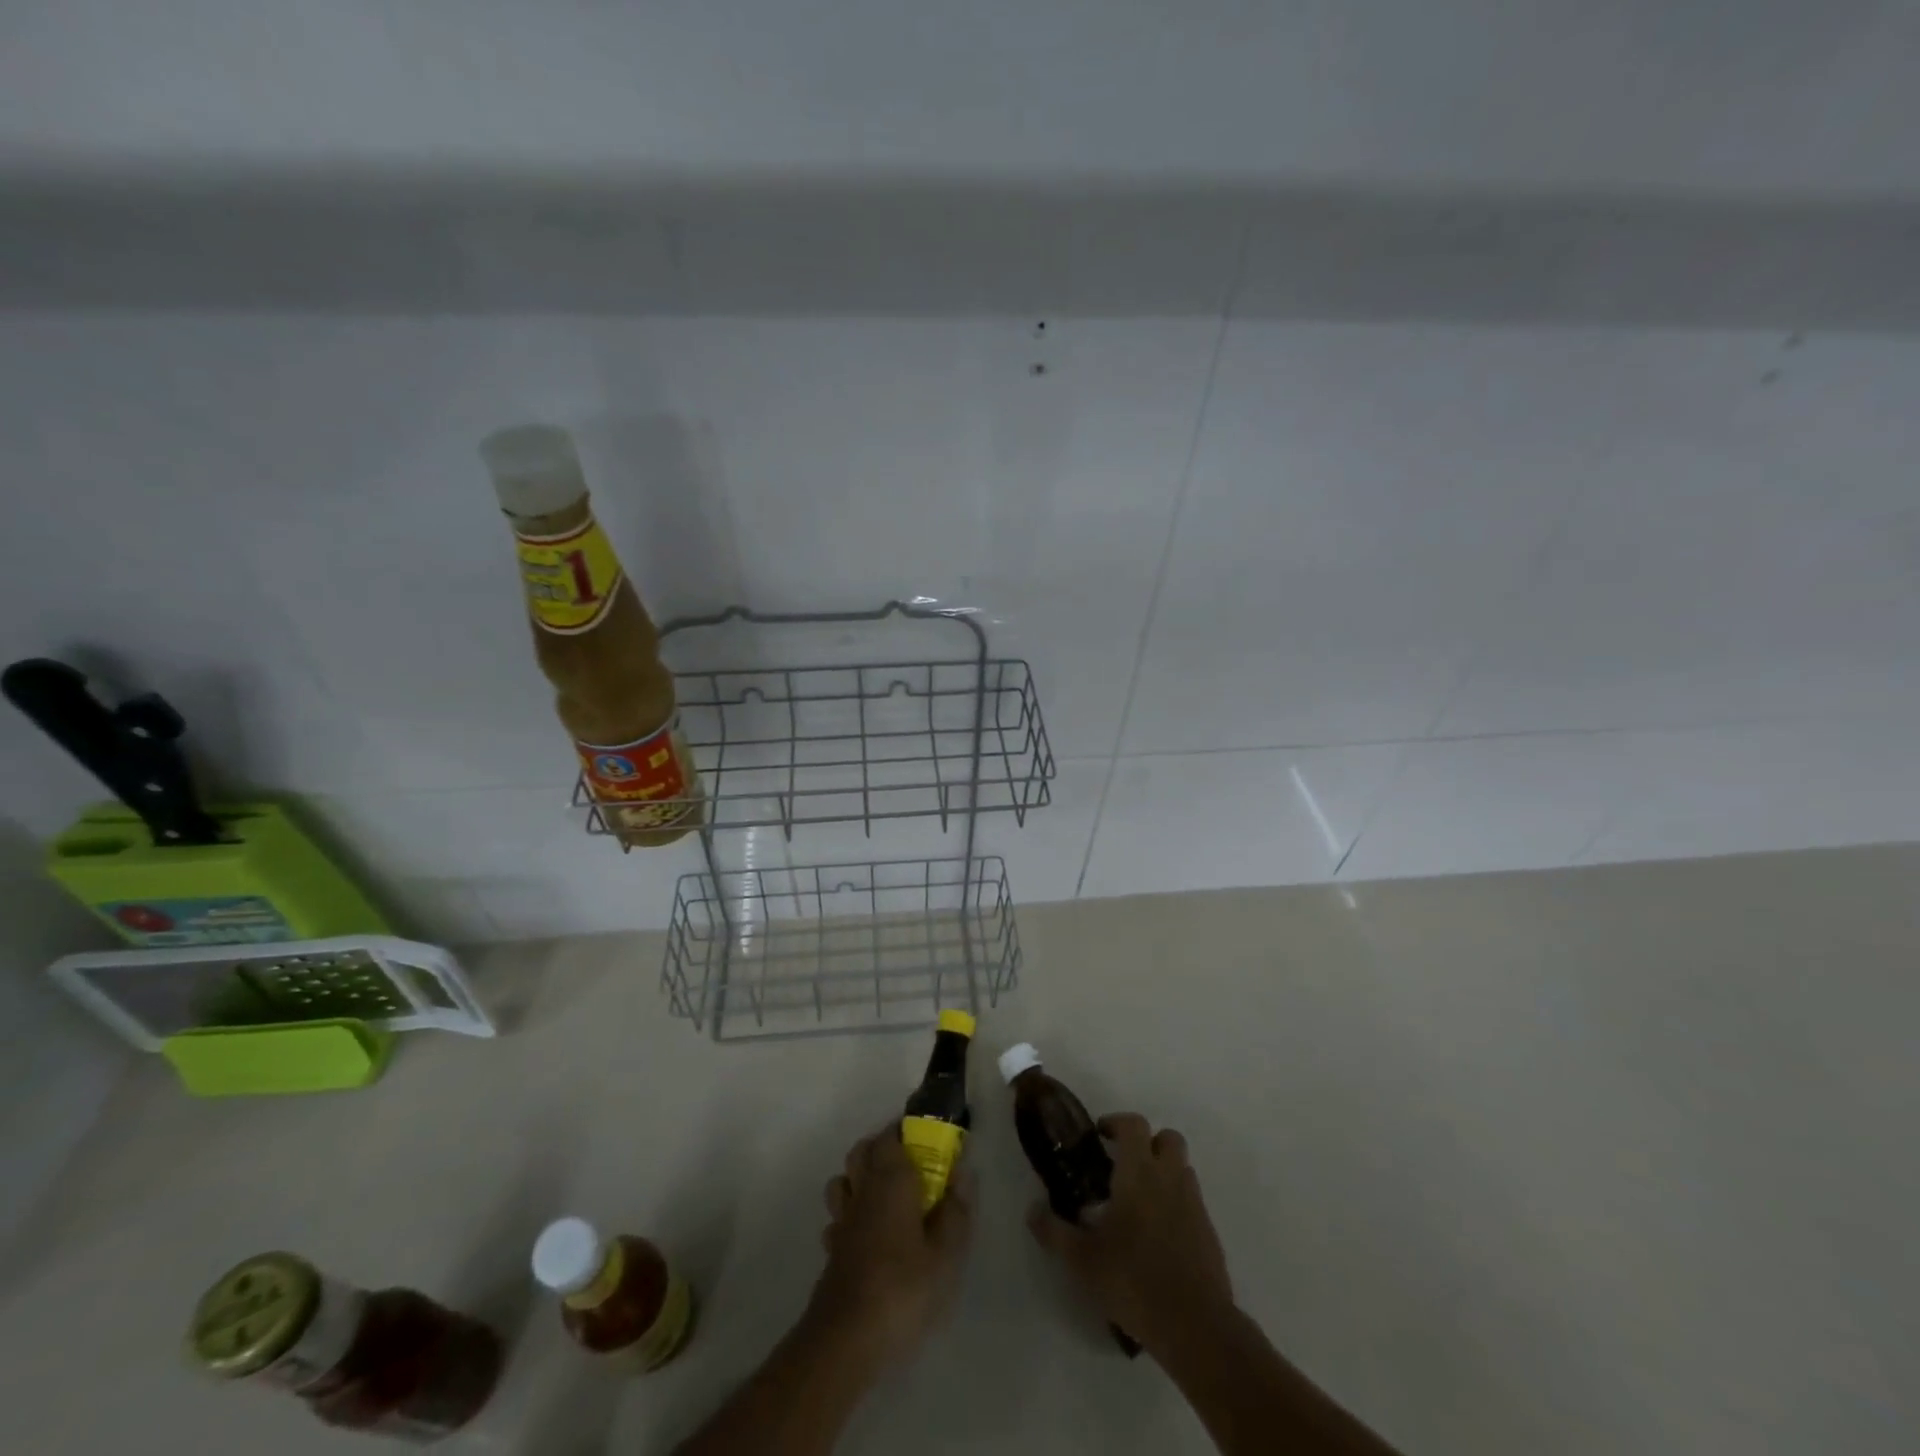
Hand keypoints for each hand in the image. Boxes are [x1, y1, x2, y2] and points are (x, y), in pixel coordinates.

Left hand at [810, 1124, 974, 1363]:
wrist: (846, 1339)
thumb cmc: (903, 1289)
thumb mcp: (946, 1256)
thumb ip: (956, 1211)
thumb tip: (962, 1173)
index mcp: (891, 1180)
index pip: (891, 1135)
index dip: (906, 1130)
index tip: (927, 1135)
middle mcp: (863, 1190)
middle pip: (862, 1150)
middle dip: (882, 1147)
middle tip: (911, 1162)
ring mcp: (842, 1220)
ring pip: (844, 1179)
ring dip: (859, 1176)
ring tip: (885, 1193)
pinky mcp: (831, 1249)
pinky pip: (837, 1217)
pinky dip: (850, 1214)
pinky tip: (865, 1233)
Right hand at [1027, 1112, 1232, 1354]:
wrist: (1195, 1325)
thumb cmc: (1133, 1280)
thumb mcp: (1082, 1260)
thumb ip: (1054, 1231)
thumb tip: (1032, 1210)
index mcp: (1139, 1173)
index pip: (1134, 1125)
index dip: (1117, 1122)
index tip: (1101, 1135)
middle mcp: (1169, 1178)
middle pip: (1167, 1137)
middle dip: (1148, 1142)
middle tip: (1125, 1162)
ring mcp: (1194, 1204)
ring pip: (1183, 1168)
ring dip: (1164, 1170)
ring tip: (1141, 1198)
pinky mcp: (1209, 1232)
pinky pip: (1192, 1201)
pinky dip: (1177, 1203)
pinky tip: (1159, 1233)